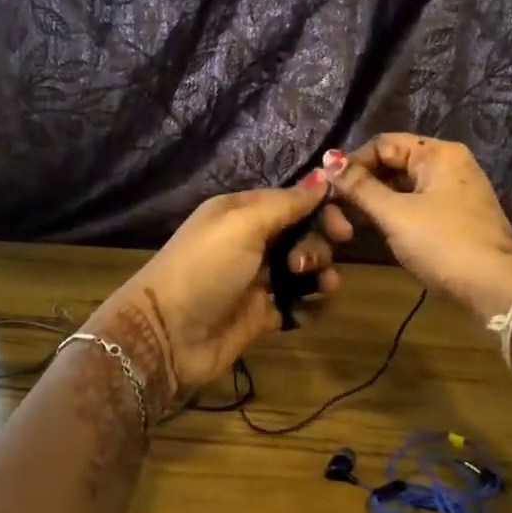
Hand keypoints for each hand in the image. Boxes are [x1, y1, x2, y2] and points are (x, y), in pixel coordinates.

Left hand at [88, 175, 353, 412]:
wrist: (168, 334)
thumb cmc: (205, 268)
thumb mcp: (242, 225)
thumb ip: (285, 203)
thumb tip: (323, 178)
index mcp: (241, 212)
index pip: (292, 201)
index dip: (321, 210)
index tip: (343, 227)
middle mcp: (250, 242)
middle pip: (303, 234)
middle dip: (317, 245)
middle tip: (306, 263)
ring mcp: (257, 279)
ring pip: (305, 270)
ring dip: (321, 275)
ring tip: (320, 288)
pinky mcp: (262, 314)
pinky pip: (299, 304)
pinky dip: (311, 306)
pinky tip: (310, 310)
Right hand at [329, 134, 511, 321]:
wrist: (497, 288)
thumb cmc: (444, 243)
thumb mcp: (395, 214)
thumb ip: (360, 187)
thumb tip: (328, 161)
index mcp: (437, 153)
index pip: (382, 144)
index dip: (352, 163)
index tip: (328, 189)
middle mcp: (446, 165)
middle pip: (391, 164)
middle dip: (361, 184)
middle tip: (333, 210)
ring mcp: (451, 192)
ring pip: (400, 187)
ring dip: (373, 202)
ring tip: (347, 224)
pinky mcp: (452, 218)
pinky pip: (412, 205)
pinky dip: (390, 215)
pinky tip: (371, 231)